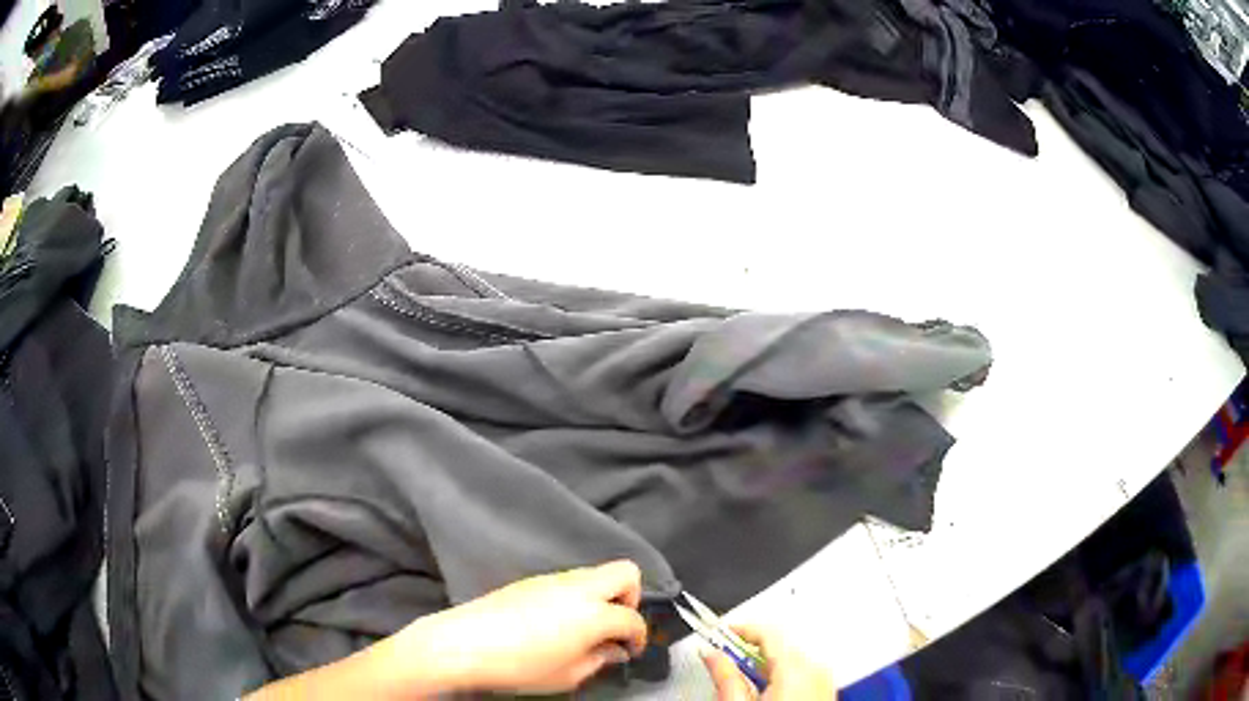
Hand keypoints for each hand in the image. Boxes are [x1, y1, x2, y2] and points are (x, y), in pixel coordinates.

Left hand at [386, 560, 647, 694]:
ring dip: (601, 596)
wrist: (464, 643)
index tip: (629, 651)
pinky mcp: (531, 580)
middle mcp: (579, 587)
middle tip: (615, 626)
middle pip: (625, 572)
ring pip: (595, 574)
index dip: (638, 637)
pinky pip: (569, 581)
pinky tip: (557, 622)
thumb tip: (612, 650)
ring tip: (584, 627)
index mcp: (594, 613)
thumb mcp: (567, 676)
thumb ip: (598, 660)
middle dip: (630, 598)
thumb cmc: (520, 667)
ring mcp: (553, 579)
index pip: (632, 618)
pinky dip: (576, 596)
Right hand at [701, 625, 836, 699]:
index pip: (767, 632)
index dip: (739, 630)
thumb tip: (712, 656)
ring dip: (765, 666)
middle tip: (724, 663)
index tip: (720, 634)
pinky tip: (766, 694)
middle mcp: (816, 669)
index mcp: (795, 669)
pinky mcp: (827, 691)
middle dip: (750, 652)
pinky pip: (803, 673)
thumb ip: (725, 677)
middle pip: (779, 646)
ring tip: (744, 685)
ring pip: (791, 660)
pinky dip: (782, 676)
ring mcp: (825, 680)